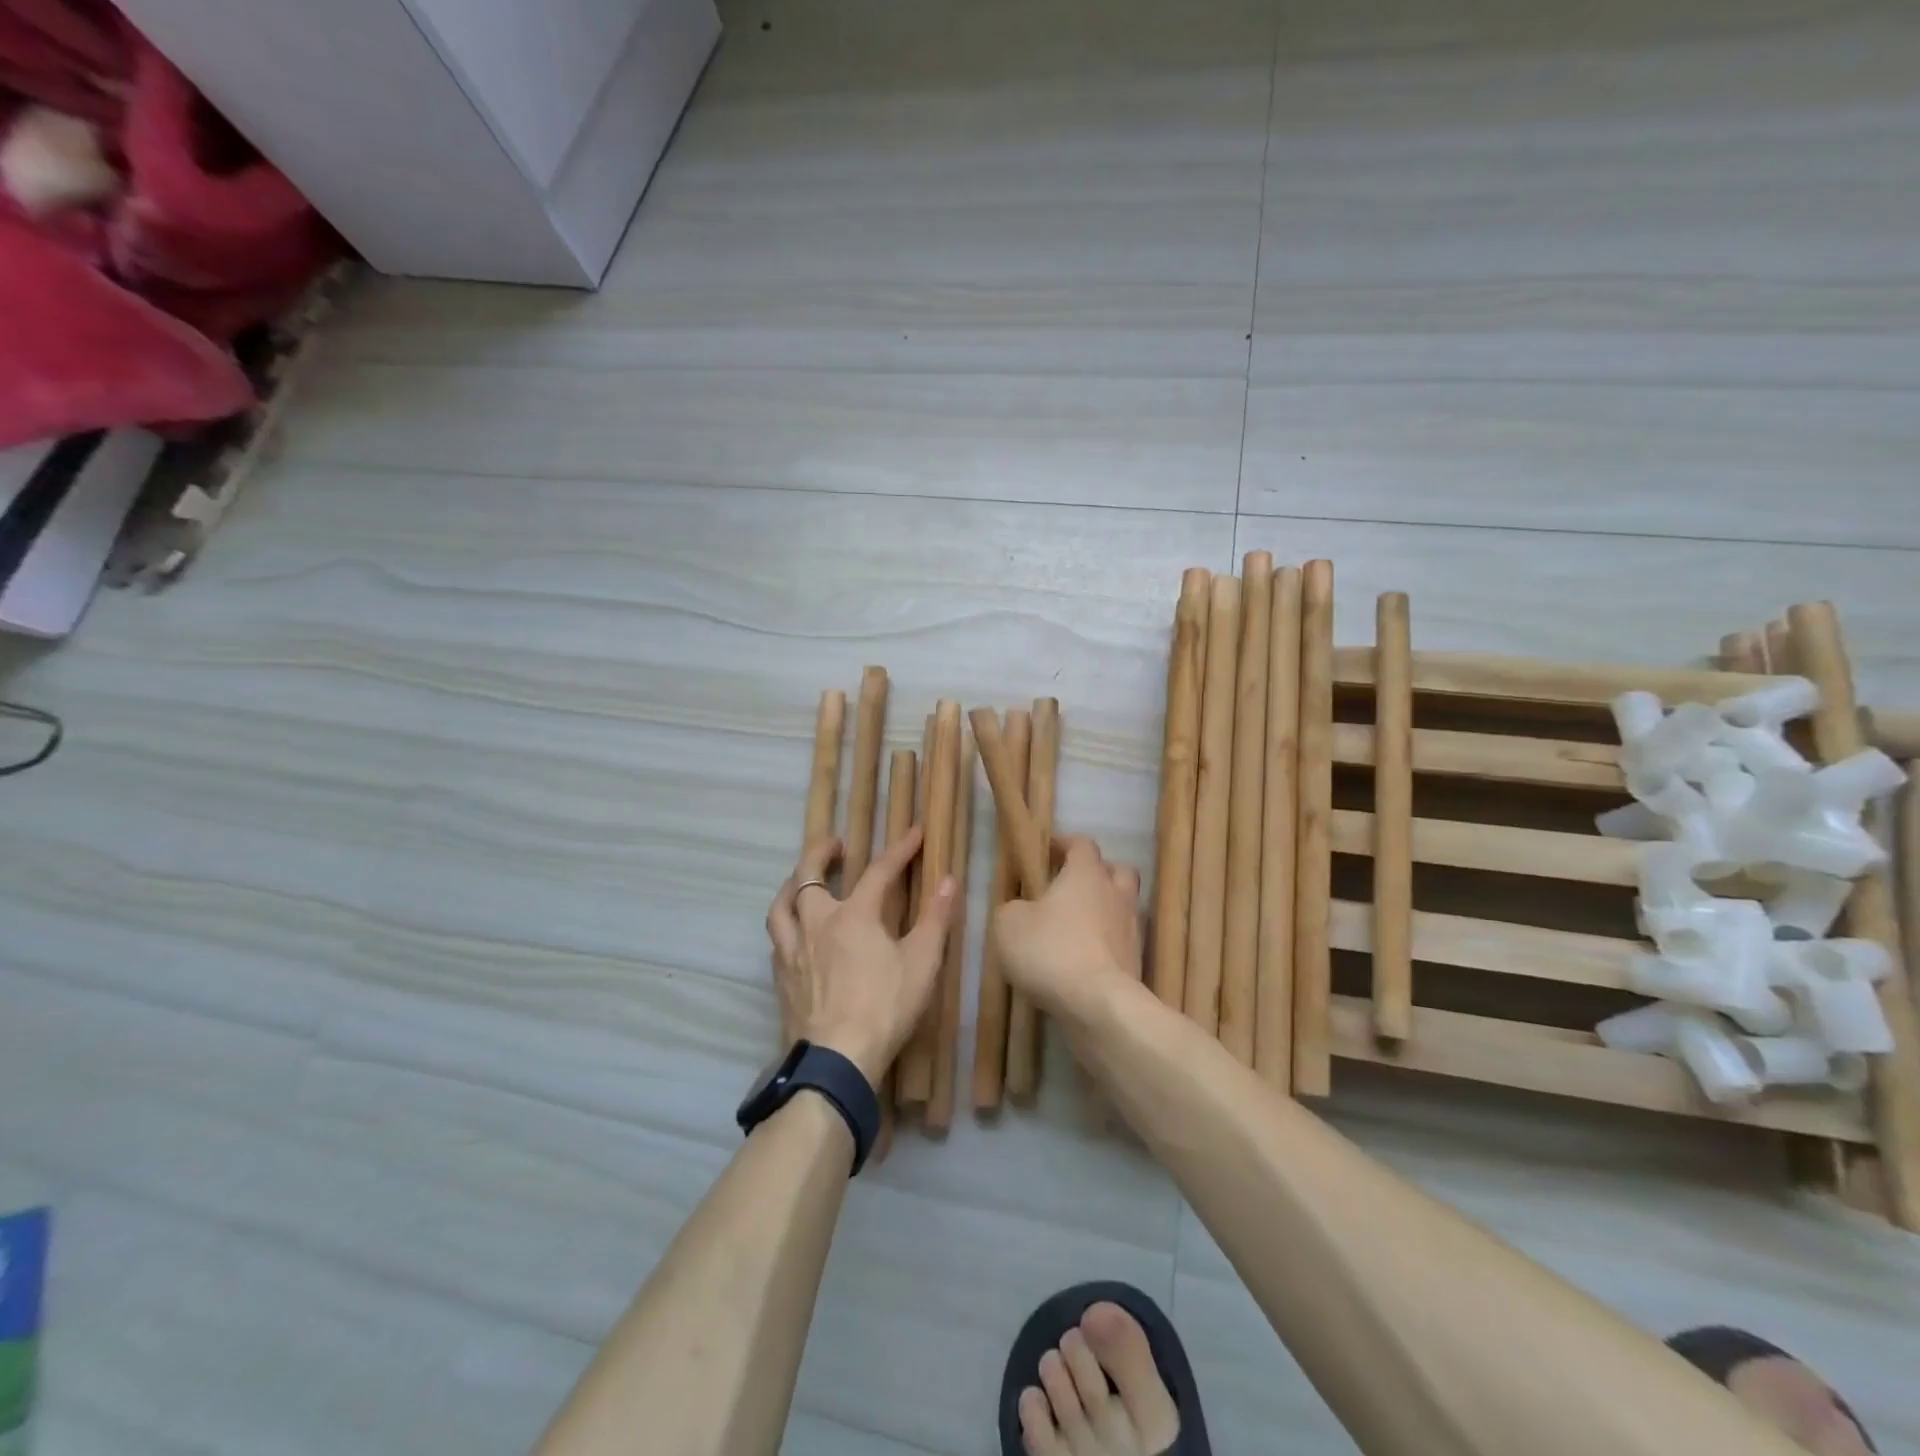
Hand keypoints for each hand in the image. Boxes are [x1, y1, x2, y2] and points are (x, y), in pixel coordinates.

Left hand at [766, 828, 957, 1085]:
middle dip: (821, 852)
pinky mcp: (782, 979)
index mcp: (854, 915)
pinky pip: (777, 938)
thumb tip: (948, 880)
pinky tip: (793, 933)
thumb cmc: (884, 1007)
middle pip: (808, 876)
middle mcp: (817, 923)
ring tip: (800, 880)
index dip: (899, 850)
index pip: (878, 871)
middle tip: (835, 843)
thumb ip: (936, 919)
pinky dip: (786, 923)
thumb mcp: (922, 963)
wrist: (836, 1059)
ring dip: (791, 885)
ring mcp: (793, 951)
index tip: (914, 832)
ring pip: (781, 906)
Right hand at [993, 836, 1142, 1020]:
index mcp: (1086, 873)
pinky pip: (1121, 941)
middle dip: (1096, 873)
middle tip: (1071, 886)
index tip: (1047, 851)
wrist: (1099, 1005)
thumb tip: (1020, 909)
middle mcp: (1115, 893)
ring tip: (1077, 926)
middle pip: (1116, 870)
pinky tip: (1084, 958)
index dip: (1065, 844)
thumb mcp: (1008, 924)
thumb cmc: (1050, 951)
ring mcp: (1131, 928)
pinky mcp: (1137, 961)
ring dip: (1103, 910)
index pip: (1082, 844)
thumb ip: (1012, 908)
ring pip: (1122, 906)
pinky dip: (1106, 943)